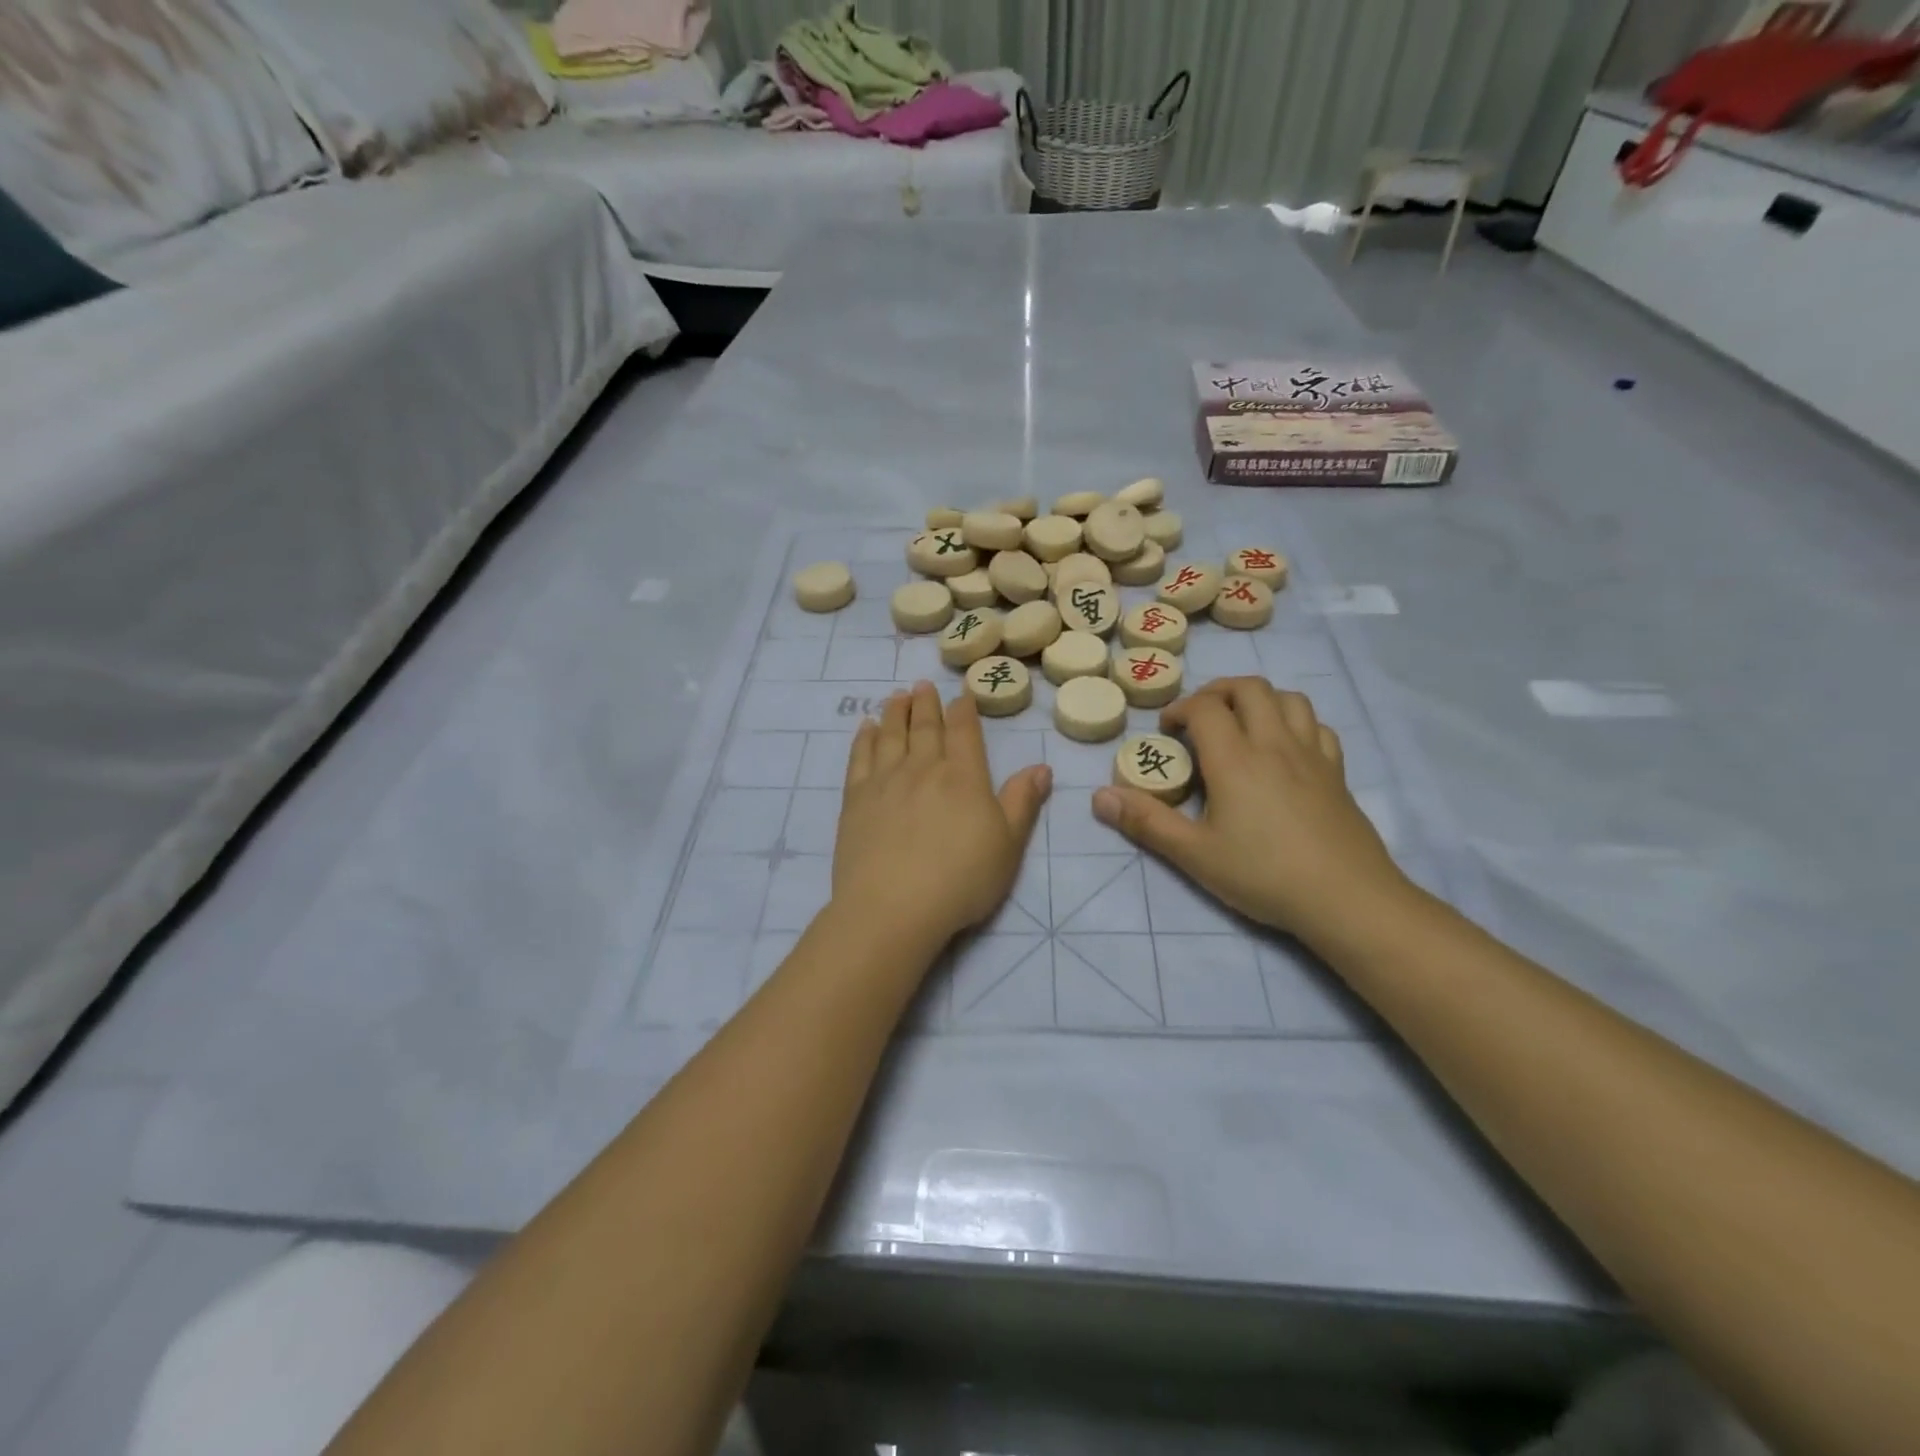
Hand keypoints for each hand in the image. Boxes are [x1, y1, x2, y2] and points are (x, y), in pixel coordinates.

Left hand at [834, 682, 1051, 947]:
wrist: (893, 907)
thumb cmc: (961, 879)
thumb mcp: (1008, 845)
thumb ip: (1023, 802)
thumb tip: (1042, 766)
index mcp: (963, 776)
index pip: (964, 731)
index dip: (963, 710)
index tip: (959, 695)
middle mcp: (923, 768)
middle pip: (924, 726)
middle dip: (926, 703)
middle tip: (922, 685)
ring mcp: (885, 781)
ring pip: (890, 734)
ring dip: (895, 711)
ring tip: (897, 696)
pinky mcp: (855, 799)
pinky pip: (860, 757)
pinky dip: (864, 738)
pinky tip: (866, 728)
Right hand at [1092, 677, 1410, 948]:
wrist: (1346, 898)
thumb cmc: (1263, 875)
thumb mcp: (1194, 854)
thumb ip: (1146, 822)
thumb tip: (1099, 797)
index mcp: (1235, 759)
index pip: (1205, 707)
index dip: (1180, 709)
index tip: (1167, 731)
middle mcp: (1274, 744)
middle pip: (1249, 688)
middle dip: (1218, 691)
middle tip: (1200, 717)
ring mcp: (1312, 755)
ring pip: (1289, 699)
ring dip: (1259, 699)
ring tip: (1242, 723)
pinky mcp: (1337, 773)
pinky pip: (1319, 727)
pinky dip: (1296, 723)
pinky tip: (1286, 747)